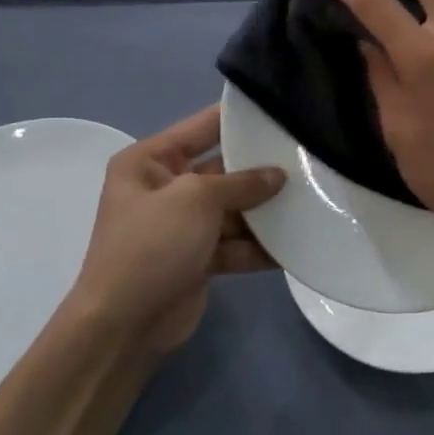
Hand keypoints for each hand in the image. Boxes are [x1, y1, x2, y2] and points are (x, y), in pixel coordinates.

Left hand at [74, 107, 283, 356]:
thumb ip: (241, 182)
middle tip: (307, 157)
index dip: (240, 117)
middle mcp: (165, 187)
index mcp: (150, 161)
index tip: (283, 107)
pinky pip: (235, 243)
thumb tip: (278, 175)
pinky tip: (295, 243)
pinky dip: (259, 245)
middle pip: (224, 168)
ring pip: (234, 208)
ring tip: (310, 199)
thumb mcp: (196, 199)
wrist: (123, 327)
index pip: (202, 126)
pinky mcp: (198, 258)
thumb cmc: (151, 245)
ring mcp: (182, 225)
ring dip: (265, 210)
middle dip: (261, 168)